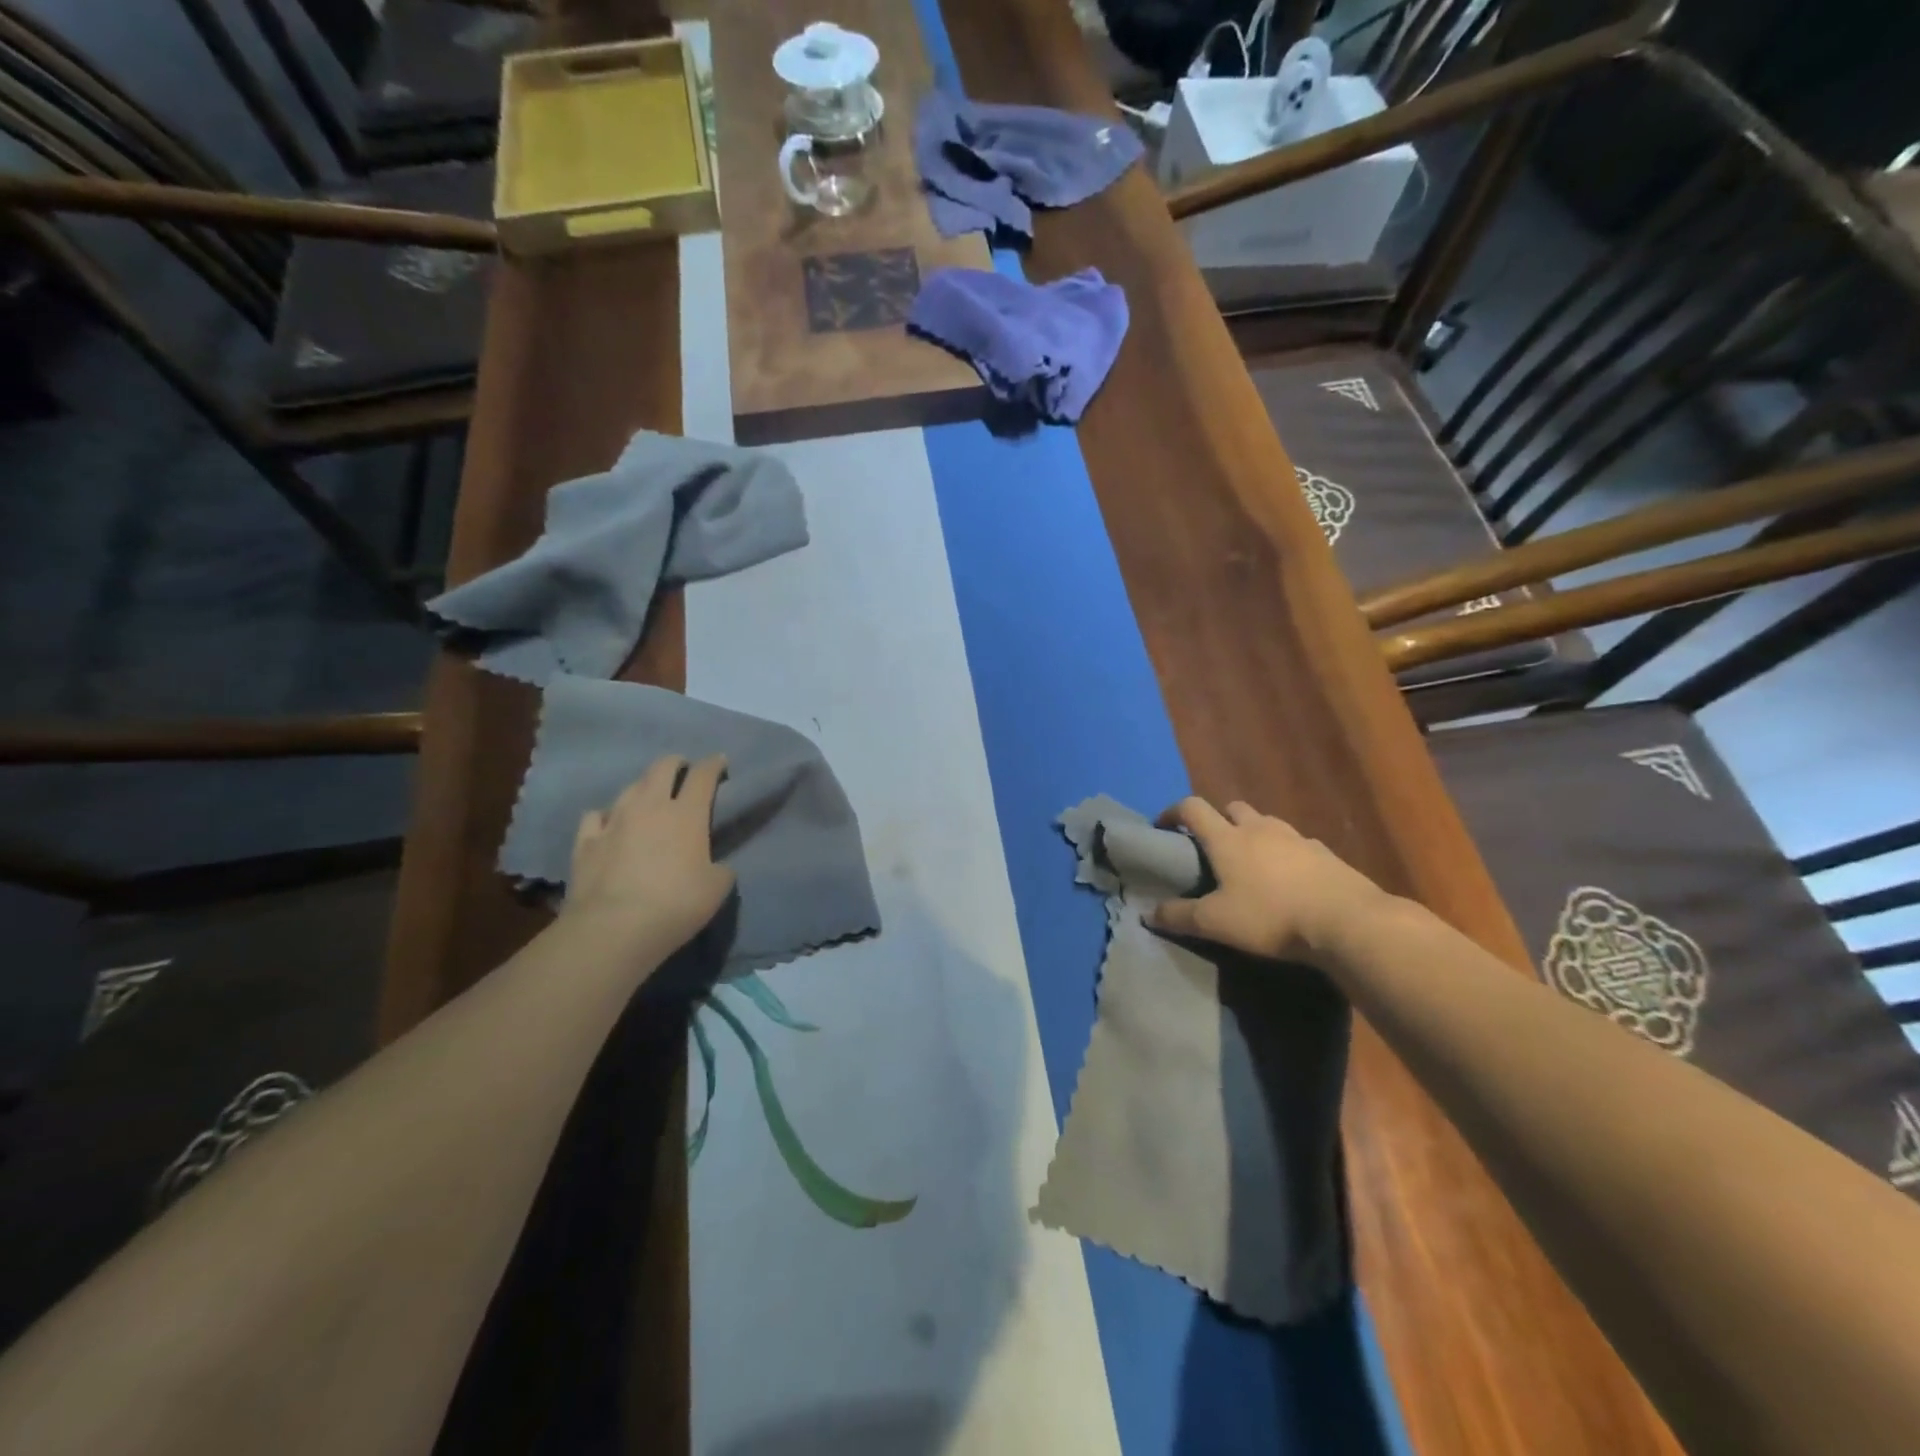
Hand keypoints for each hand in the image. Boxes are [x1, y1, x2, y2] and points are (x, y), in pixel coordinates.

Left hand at [560, 755, 735, 960]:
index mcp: (687, 814)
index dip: (714, 764)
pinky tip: (609, 825)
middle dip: (676, 764)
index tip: (720, 762)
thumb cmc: (676, 905)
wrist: (613, 928)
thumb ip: (720, 868)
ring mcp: (613, 821)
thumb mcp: (717, 888)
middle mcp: (649, 807)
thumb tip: (716, 866)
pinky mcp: (585, 841)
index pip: (703, 775)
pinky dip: (606, 816)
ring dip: (643, 788)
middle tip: (683, 771)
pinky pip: (596, 816)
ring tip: (649, 798)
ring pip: (629, 788)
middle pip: (662, 767)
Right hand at [1148, 796, 1396, 965]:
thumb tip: (1147, 913)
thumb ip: (1179, 916)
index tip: (1163, 826)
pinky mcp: (1325, 854)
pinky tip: (1289, 879)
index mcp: (1227, 839)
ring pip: (1266, 823)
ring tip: (1251, 864)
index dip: (1173, 812)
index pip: (1193, 808)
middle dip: (1218, 820)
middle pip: (1232, 808)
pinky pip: (1296, 844)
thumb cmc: (1271, 917)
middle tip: (1212, 846)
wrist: (1347, 922)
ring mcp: (1296, 838)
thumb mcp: (1216, 923)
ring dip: (1253, 834)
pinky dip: (1285, 853)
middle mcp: (1260, 829)